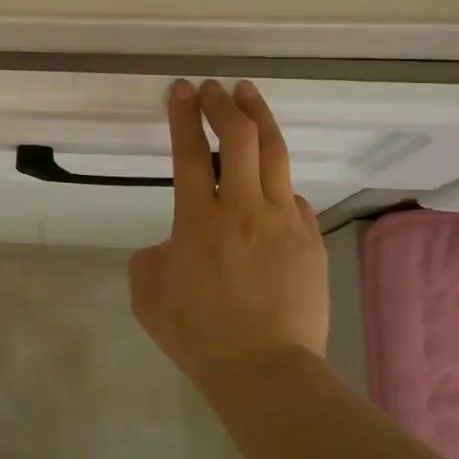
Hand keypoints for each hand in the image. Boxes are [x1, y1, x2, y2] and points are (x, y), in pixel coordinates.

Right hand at [128, 79, 328, 382]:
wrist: (267, 371)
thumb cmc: (198, 335)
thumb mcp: (147, 294)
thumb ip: (153, 256)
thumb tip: (174, 244)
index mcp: (198, 220)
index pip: (189, 152)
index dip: (184, 115)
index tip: (182, 89)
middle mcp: (243, 209)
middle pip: (239, 138)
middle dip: (224, 104)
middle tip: (214, 87)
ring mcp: (283, 221)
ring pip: (274, 154)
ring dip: (259, 119)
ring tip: (250, 96)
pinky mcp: (310, 239)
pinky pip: (291, 198)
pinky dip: (276, 183)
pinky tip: (269, 186)